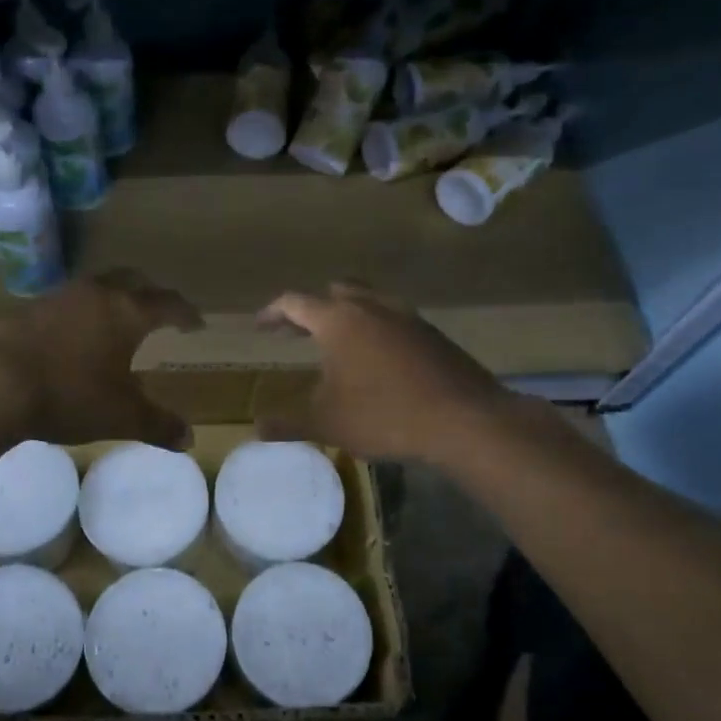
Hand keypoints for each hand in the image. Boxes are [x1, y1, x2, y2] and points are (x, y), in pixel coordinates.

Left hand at [0, 270, 203, 447]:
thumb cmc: (69, 395)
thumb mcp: (121, 417)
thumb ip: (158, 425)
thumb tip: (190, 438)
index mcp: (127, 312)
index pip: (167, 303)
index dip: (185, 313)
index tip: (196, 323)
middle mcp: (95, 294)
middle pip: (132, 280)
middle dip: (149, 293)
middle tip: (158, 311)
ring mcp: (56, 297)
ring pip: (94, 287)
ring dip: (110, 299)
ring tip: (113, 323)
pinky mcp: (23, 308)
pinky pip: (63, 303)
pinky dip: (77, 314)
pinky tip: (69, 337)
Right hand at [255, 283, 517, 463]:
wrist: (463, 419)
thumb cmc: (384, 415)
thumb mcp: (326, 423)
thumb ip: (288, 423)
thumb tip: (257, 428)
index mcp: (338, 320)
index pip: (295, 302)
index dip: (273, 312)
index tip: (260, 326)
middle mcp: (371, 306)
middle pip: (335, 291)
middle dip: (311, 308)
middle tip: (296, 330)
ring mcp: (407, 316)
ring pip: (368, 300)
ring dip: (347, 314)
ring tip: (337, 342)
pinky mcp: (432, 333)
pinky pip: (394, 319)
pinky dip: (376, 328)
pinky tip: (377, 359)